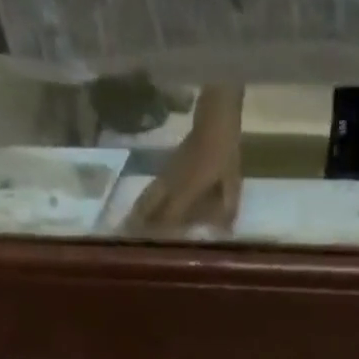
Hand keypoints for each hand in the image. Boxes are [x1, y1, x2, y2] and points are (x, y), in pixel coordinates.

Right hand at [125, 91, 242, 234]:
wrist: (215, 115)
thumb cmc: (224, 150)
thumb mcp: (232, 182)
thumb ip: (228, 207)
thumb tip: (226, 231)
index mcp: (187, 188)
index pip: (169, 215)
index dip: (158, 230)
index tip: (146, 243)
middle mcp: (173, 182)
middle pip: (151, 203)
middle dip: (139, 219)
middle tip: (126, 232)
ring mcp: (169, 171)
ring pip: (150, 193)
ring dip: (139, 207)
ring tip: (128, 221)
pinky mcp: (170, 164)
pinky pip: (155, 185)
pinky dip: (148, 197)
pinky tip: (144, 204)